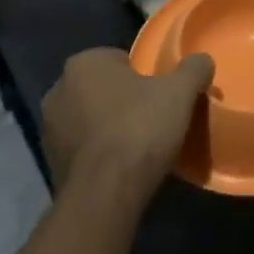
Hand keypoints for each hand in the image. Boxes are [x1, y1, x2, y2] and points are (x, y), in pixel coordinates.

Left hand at [42, 49, 214, 213]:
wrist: (105, 194)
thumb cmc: (139, 129)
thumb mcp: (179, 92)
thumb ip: (193, 69)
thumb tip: (203, 60)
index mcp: (84, 63)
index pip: (119, 59)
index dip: (143, 75)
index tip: (160, 94)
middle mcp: (58, 89)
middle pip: (102, 88)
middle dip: (123, 100)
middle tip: (152, 118)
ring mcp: (50, 129)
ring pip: (89, 119)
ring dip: (108, 127)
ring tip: (138, 145)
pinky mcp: (51, 163)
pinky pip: (83, 149)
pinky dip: (99, 153)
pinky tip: (121, 167)